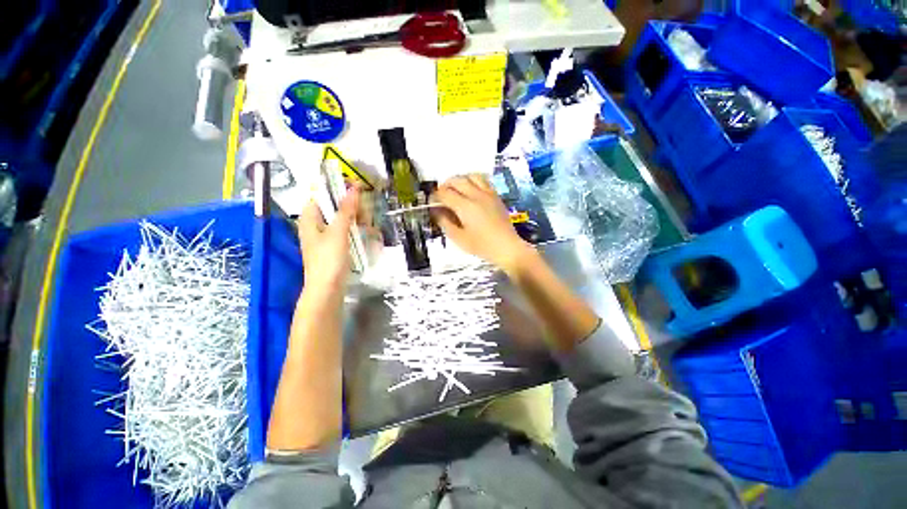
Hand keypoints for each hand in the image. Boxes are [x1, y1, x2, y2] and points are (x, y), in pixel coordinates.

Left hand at [298, 189, 359, 290]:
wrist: (327, 289)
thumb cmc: (328, 259)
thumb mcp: (338, 232)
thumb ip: (346, 210)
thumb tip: (353, 188)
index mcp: (309, 218)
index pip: (320, 195)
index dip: (337, 189)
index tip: (357, 189)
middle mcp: (315, 225)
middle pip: (333, 207)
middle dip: (350, 207)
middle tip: (365, 213)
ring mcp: (325, 237)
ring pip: (341, 219)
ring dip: (355, 219)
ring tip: (369, 225)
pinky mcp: (334, 246)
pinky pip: (345, 231)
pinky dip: (355, 230)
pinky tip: (367, 233)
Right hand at [432, 175, 532, 272]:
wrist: (507, 247)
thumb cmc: (482, 246)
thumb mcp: (459, 238)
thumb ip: (445, 222)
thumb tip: (436, 211)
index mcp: (465, 207)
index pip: (445, 193)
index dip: (435, 196)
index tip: (432, 202)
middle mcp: (476, 195)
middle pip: (456, 180)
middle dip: (445, 185)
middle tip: (441, 196)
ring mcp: (488, 193)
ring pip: (471, 176)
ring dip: (460, 180)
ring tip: (456, 190)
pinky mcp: (495, 195)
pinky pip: (483, 180)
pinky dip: (473, 180)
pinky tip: (471, 190)